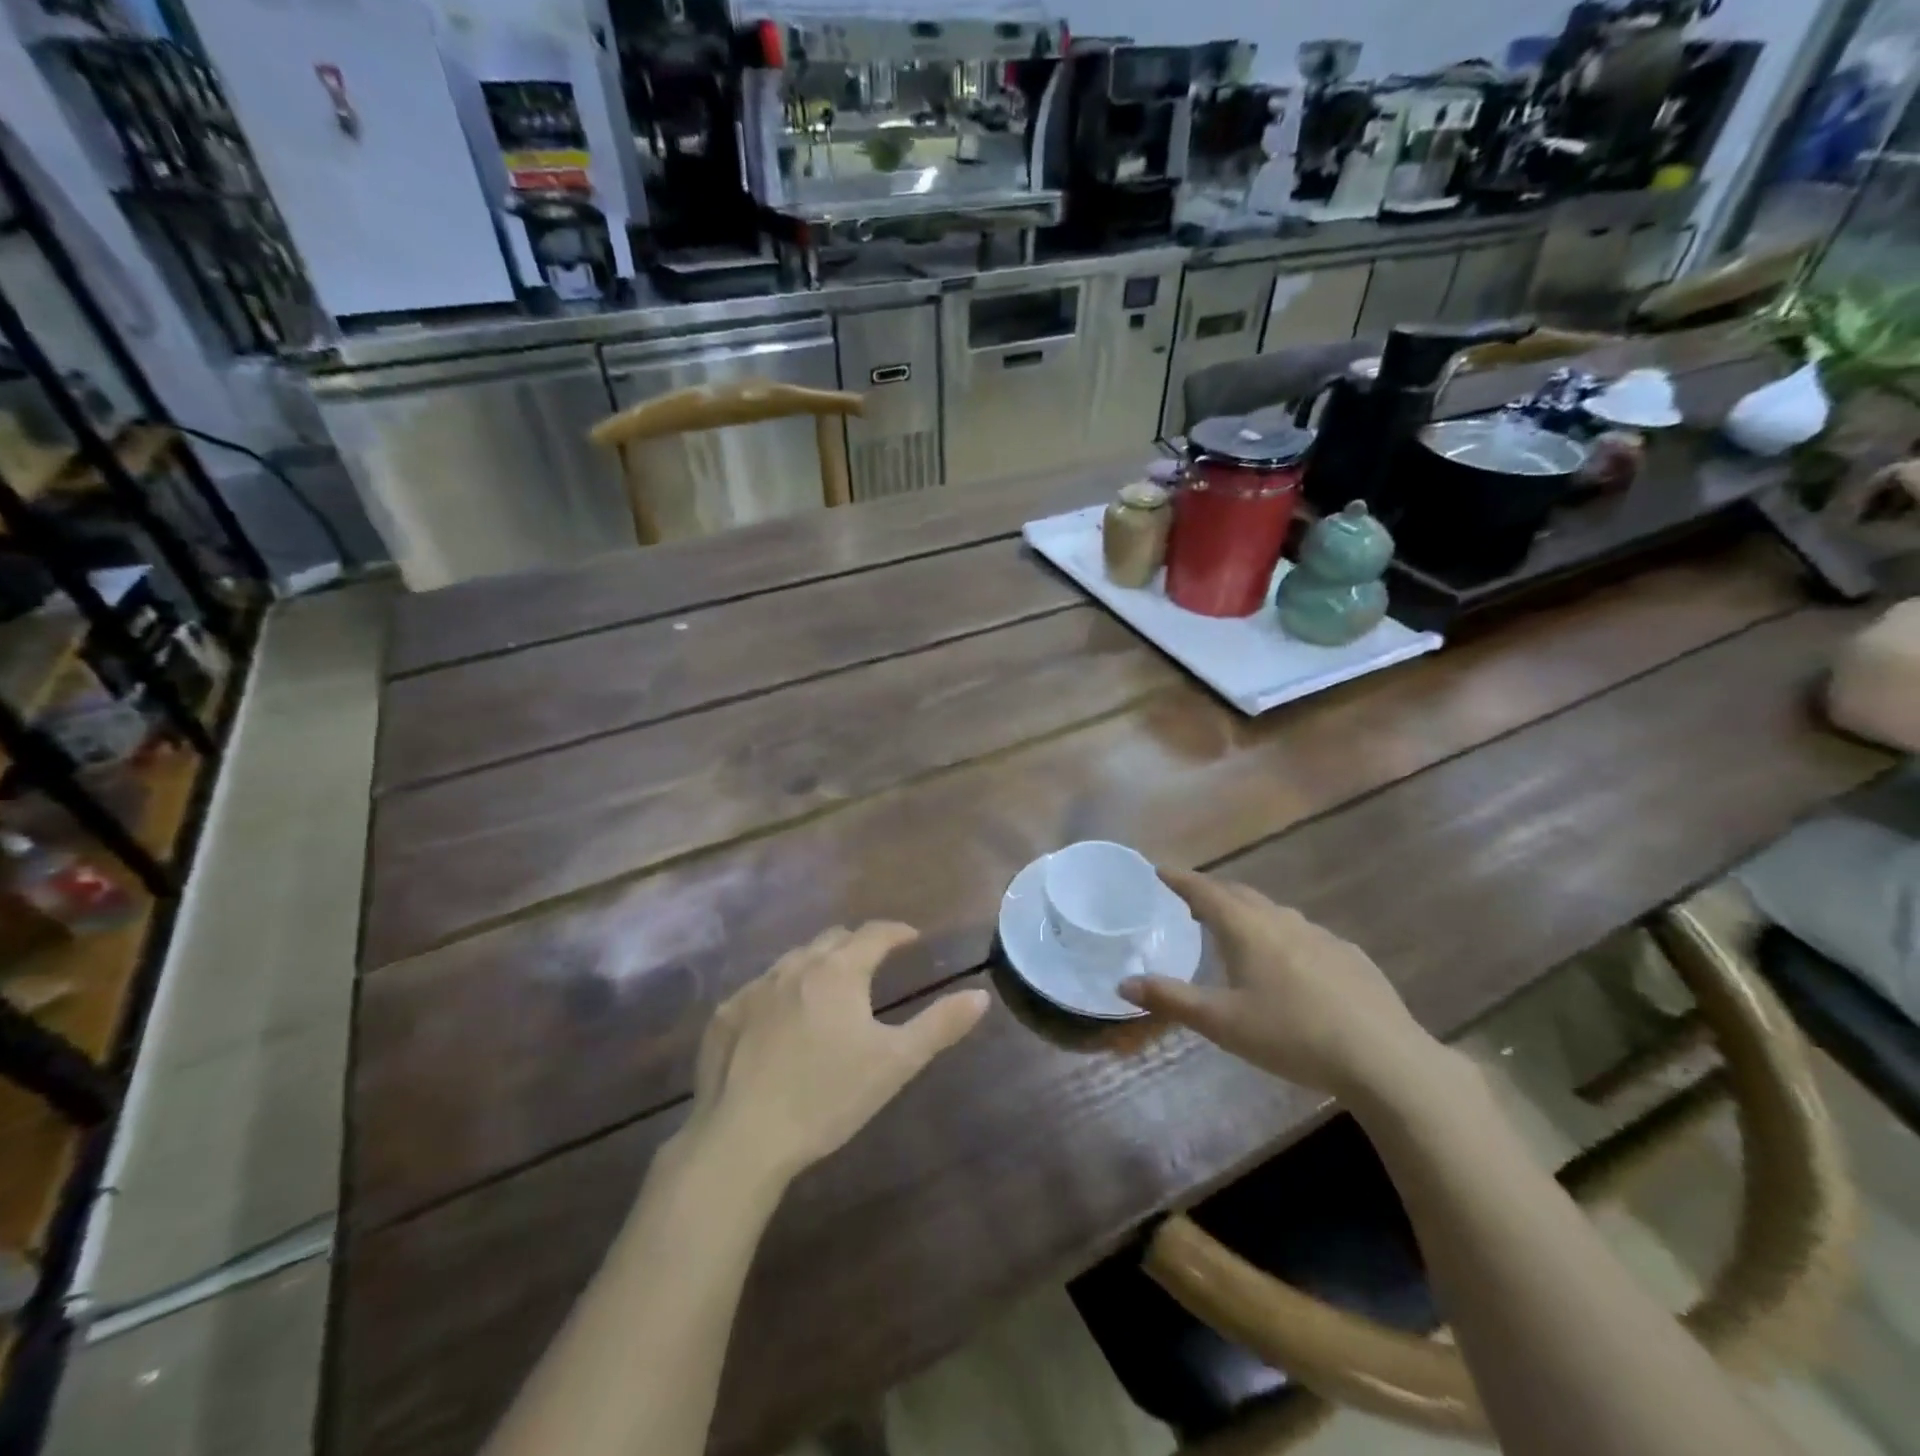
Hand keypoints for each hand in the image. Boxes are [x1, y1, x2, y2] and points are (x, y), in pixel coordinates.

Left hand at [685, 923, 989, 1184]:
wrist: (742, 1139)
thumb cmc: (828, 1097)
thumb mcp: (895, 1063)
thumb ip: (940, 1025)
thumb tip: (980, 995)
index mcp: (839, 971)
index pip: (875, 933)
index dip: (897, 932)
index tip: (912, 938)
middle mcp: (795, 966)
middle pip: (833, 939)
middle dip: (858, 944)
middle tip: (874, 963)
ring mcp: (755, 988)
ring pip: (794, 959)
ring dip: (818, 964)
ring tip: (830, 988)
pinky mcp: (726, 1015)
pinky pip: (760, 988)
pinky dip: (780, 992)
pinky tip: (781, 1021)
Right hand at [1119, 868, 1436, 1099]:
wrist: (1384, 1058)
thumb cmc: (1292, 1035)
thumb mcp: (1222, 1023)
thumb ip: (1171, 1000)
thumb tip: (1122, 984)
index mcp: (1247, 929)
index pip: (1205, 891)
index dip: (1180, 879)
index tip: (1160, 869)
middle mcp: (1282, 921)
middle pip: (1240, 895)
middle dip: (1212, 893)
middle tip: (1192, 901)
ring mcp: (1321, 935)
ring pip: (1275, 913)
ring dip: (1249, 913)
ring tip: (1236, 930)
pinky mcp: (1350, 956)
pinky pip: (1305, 934)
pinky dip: (1283, 936)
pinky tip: (1291, 964)